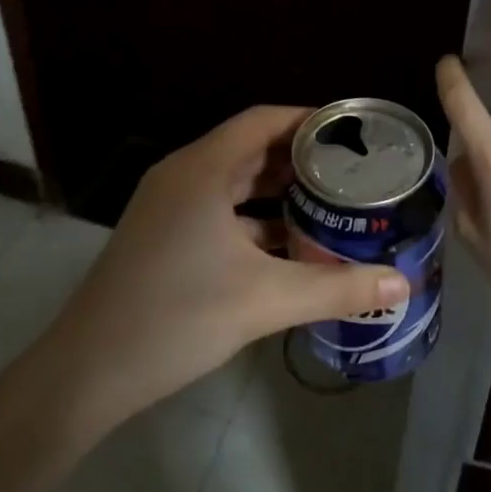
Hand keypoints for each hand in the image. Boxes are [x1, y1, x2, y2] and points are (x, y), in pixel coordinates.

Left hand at [47, 106, 410, 427]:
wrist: (87, 372)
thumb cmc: (177, 317)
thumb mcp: (265, 300)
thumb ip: (337, 289)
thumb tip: (403, 284)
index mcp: (203, 168)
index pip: (264, 120)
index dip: (308, 119)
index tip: (352, 132)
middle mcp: (183, 175)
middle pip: (250, 148)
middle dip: (300, 157)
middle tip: (352, 169)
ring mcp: (168, 206)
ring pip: (234, 182)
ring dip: (277, 190)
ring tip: (330, 203)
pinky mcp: (163, 235)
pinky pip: (218, 210)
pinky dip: (254, 219)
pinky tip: (288, 245)